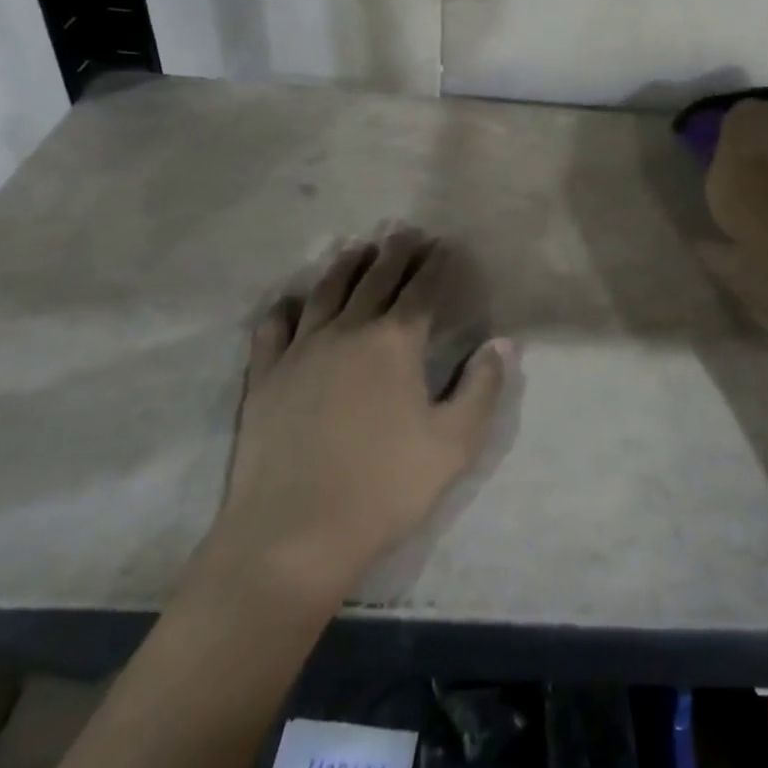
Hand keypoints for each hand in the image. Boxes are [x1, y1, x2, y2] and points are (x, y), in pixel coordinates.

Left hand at [199, 230, 511, 600]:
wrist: (292, 535)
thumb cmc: (384, 488)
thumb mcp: (454, 443)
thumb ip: (482, 387)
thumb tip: (502, 343)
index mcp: (395, 342)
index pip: (423, 290)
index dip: (437, 266)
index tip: (445, 246)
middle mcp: (348, 331)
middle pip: (376, 279)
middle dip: (396, 252)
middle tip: (406, 232)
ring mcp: (301, 350)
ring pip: (327, 292)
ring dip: (346, 266)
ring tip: (358, 248)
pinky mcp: (265, 377)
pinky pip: (273, 329)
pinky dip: (285, 309)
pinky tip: (290, 303)